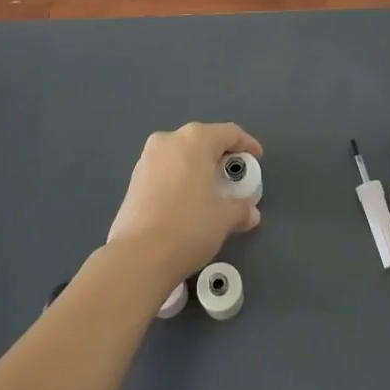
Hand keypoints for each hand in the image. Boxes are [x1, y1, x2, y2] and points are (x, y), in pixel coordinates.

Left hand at [107, 122, 262, 285]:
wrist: (138, 256)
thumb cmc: (189, 227)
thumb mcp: (224, 218)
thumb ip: (241, 209)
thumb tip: (250, 213)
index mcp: (195, 140)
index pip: (229, 133)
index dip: (247, 144)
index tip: (256, 159)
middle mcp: (169, 140)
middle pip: (203, 140)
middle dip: (220, 156)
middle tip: (233, 177)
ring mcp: (147, 158)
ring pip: (181, 154)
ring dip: (197, 167)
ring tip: (209, 190)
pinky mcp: (134, 179)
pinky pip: (165, 170)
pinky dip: (179, 178)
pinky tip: (185, 201)